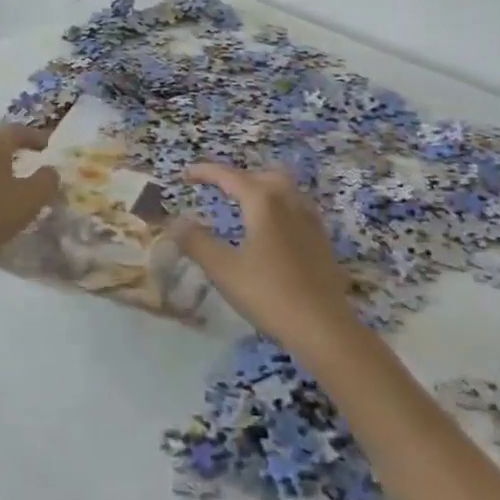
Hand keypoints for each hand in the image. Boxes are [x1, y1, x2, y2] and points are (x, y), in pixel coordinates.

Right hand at [170, 164, 358, 357]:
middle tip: (216, 189)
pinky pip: (297, 206)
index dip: (205, 172)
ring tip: (244, 202)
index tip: (185, 174)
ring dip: (261, 187)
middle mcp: (289, 201)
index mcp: (263, 201)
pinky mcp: (322, 239)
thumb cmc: (269, 293)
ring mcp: (310, 219)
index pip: (229, 176)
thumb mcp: (224, 269)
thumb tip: (175, 222)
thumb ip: (196, 242)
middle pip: (261, 175)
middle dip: (237, 177)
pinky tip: (274, 227)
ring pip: (284, 188)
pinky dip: (279, 205)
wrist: (324, 327)